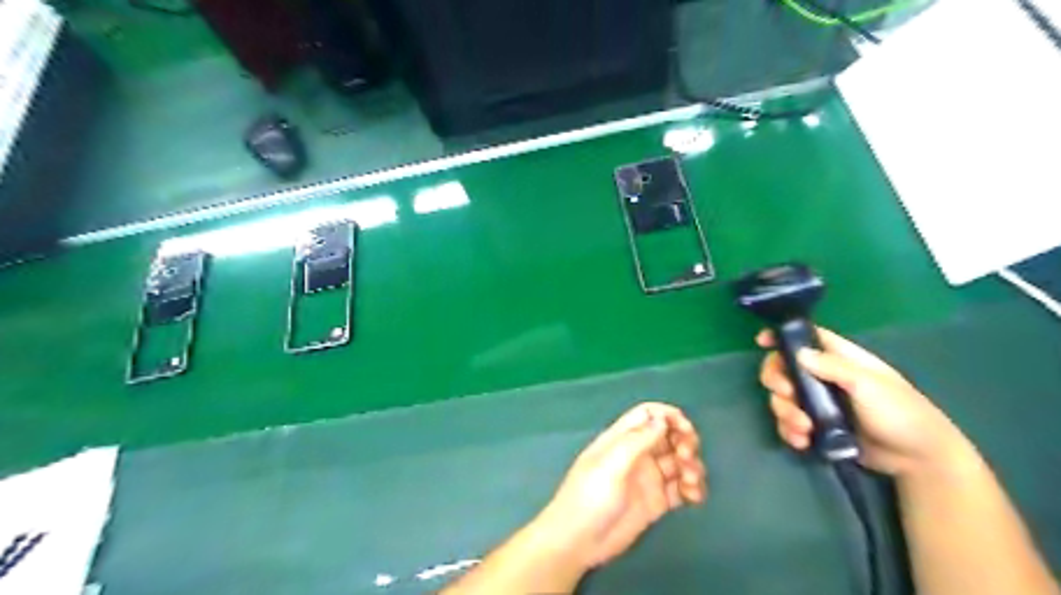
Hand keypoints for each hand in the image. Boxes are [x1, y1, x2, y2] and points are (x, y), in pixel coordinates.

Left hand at [535, 403, 707, 568]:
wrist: (578, 541)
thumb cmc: (590, 496)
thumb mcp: (611, 465)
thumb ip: (637, 441)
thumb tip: (662, 419)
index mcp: (621, 439)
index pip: (648, 415)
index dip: (668, 416)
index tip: (685, 428)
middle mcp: (637, 454)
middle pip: (668, 436)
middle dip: (684, 440)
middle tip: (686, 456)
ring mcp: (648, 478)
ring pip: (678, 461)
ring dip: (691, 465)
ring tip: (689, 481)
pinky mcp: (656, 502)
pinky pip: (681, 488)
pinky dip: (692, 488)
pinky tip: (695, 497)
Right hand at [757, 326, 972, 477]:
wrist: (918, 459)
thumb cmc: (901, 412)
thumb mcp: (869, 385)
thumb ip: (833, 367)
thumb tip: (798, 354)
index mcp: (839, 359)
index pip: (805, 338)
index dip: (781, 336)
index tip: (761, 342)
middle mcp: (823, 377)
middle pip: (783, 368)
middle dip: (777, 382)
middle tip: (787, 395)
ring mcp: (818, 403)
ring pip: (782, 398)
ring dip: (785, 412)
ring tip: (803, 429)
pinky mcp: (817, 426)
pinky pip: (789, 423)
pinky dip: (790, 431)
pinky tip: (803, 441)